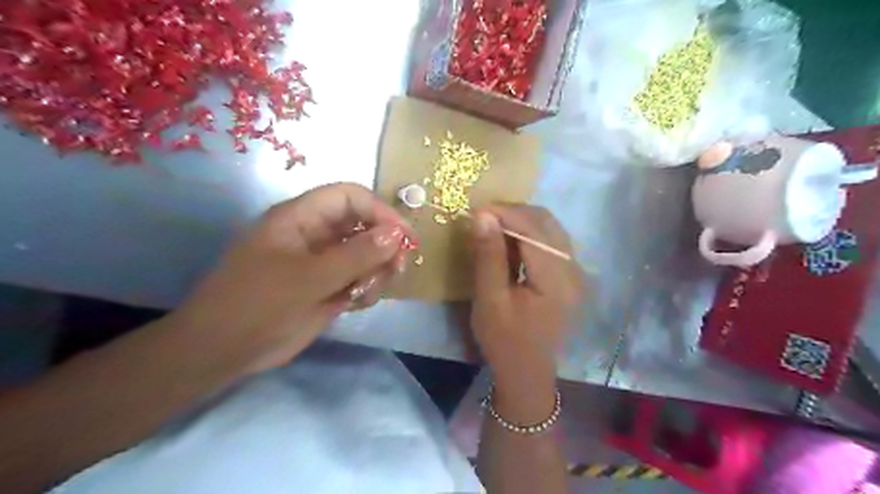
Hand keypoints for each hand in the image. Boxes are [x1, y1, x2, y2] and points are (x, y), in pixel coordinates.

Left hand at [169, 181, 416, 374]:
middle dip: (384, 245)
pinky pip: (360, 278)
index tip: (404, 237)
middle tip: (397, 269)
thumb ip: (355, 255)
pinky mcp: (328, 286)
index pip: (350, 197)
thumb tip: (396, 234)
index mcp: (301, 218)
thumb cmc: (257, 305)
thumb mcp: (308, 279)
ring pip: (366, 254)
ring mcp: (323, 261)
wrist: (223, 352)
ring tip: (367, 293)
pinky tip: (357, 303)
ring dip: (377, 270)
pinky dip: (367, 288)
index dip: (380, 211)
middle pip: (364, 225)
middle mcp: (316, 234)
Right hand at [467, 205, 581, 420]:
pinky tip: (510, 241)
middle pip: (547, 222)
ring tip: (493, 226)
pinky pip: (551, 241)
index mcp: (556, 279)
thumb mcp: (490, 299)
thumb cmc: (504, 340)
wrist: (527, 373)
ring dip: (522, 221)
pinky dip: (529, 234)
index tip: (476, 209)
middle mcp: (573, 269)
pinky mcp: (569, 276)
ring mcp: (574, 272)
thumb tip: (482, 215)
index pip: (533, 229)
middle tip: (483, 217)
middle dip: (514, 213)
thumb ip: (489, 256)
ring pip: (550, 229)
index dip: (505, 213)